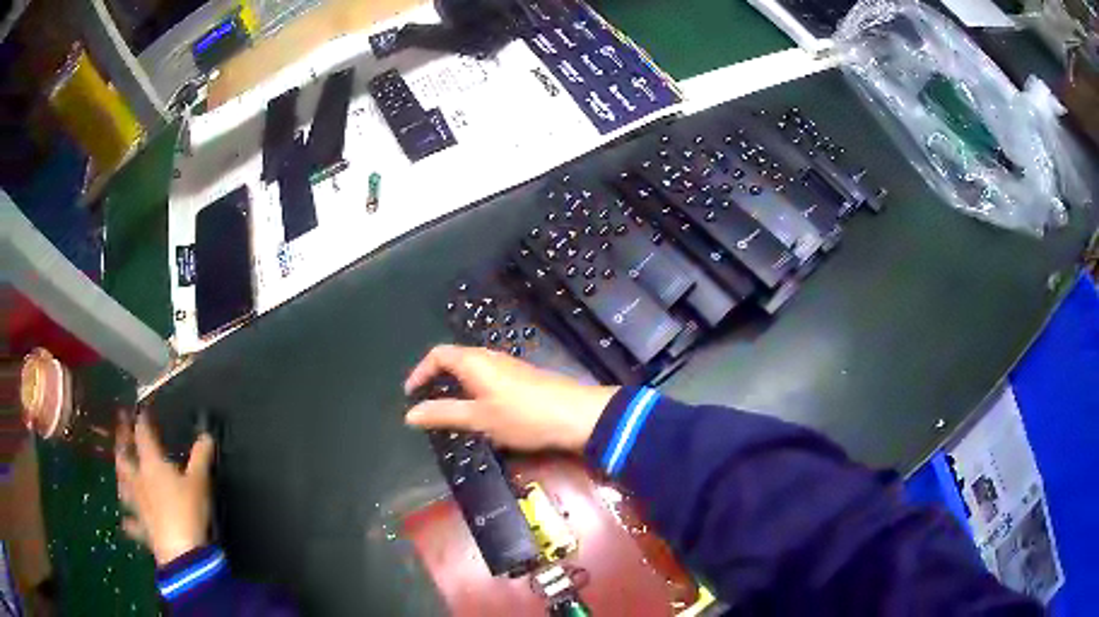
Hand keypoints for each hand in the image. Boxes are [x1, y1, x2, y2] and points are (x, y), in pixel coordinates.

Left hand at [115, 412, 213, 565]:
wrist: (181, 552)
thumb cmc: (188, 510)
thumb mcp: (200, 481)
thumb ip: (201, 457)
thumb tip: (206, 436)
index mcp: (152, 464)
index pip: (143, 435)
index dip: (141, 421)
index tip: (139, 411)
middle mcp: (139, 480)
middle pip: (124, 458)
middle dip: (121, 444)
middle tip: (120, 434)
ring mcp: (138, 505)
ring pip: (123, 487)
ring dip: (120, 477)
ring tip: (119, 472)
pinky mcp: (142, 529)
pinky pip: (132, 524)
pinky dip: (129, 521)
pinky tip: (126, 521)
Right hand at [404, 345, 617, 451]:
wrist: (576, 415)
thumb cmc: (522, 416)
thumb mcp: (479, 418)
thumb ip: (443, 414)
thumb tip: (409, 414)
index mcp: (473, 361)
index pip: (437, 355)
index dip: (420, 371)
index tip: (411, 394)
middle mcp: (489, 356)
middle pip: (454, 359)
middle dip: (436, 378)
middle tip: (427, 404)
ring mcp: (508, 366)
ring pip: (472, 369)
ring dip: (456, 386)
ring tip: (450, 411)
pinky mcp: (522, 377)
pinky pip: (487, 377)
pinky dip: (473, 390)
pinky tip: (481, 412)